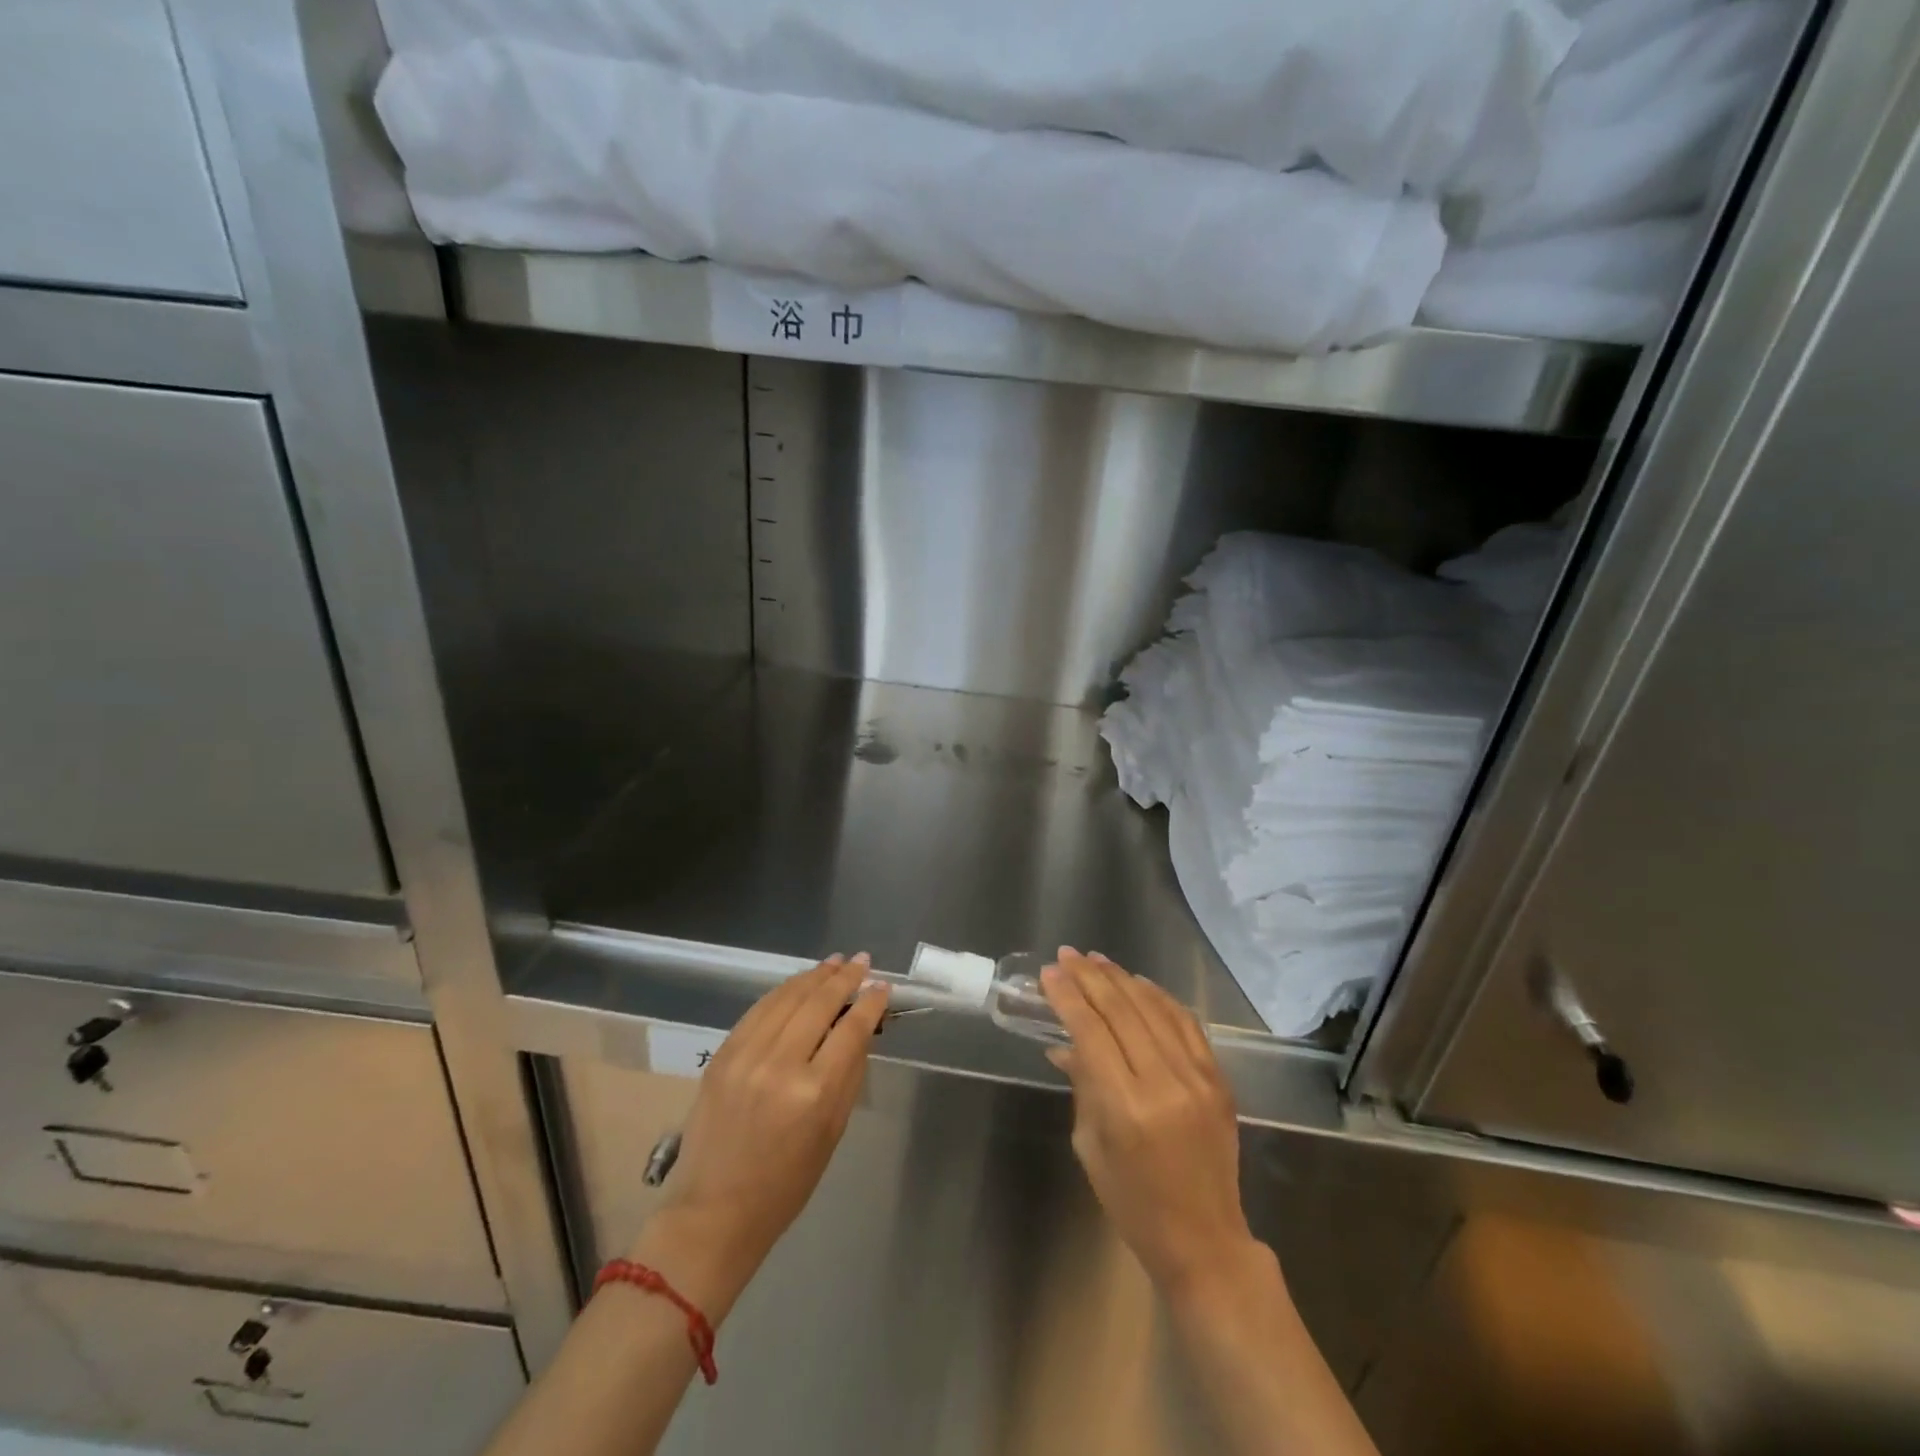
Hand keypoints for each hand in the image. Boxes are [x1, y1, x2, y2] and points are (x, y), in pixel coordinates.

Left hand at [630, 955, 887, 1318]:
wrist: (714, 1211)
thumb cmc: (786, 1184)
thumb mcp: (832, 1132)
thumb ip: (849, 1074)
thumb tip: (861, 1029)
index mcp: (814, 1092)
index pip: (851, 1029)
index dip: (870, 1003)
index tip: (883, 986)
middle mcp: (779, 1065)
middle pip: (819, 1003)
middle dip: (845, 978)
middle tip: (862, 961)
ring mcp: (746, 1056)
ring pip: (787, 998)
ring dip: (814, 976)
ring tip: (835, 963)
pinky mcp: (722, 1055)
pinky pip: (758, 1010)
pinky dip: (783, 992)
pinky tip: (798, 984)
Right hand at [1040, 949, 1267, 1303]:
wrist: (1205, 1240)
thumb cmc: (1133, 1203)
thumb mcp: (1090, 1147)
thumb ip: (1082, 1086)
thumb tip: (1066, 1044)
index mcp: (1126, 1107)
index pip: (1090, 1032)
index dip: (1067, 997)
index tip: (1049, 973)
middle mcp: (1164, 1083)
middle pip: (1121, 1011)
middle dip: (1089, 977)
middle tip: (1067, 955)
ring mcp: (1197, 1078)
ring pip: (1154, 1008)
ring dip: (1122, 978)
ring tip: (1096, 959)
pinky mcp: (1218, 1079)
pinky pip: (1186, 1023)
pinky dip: (1160, 997)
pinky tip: (1139, 983)